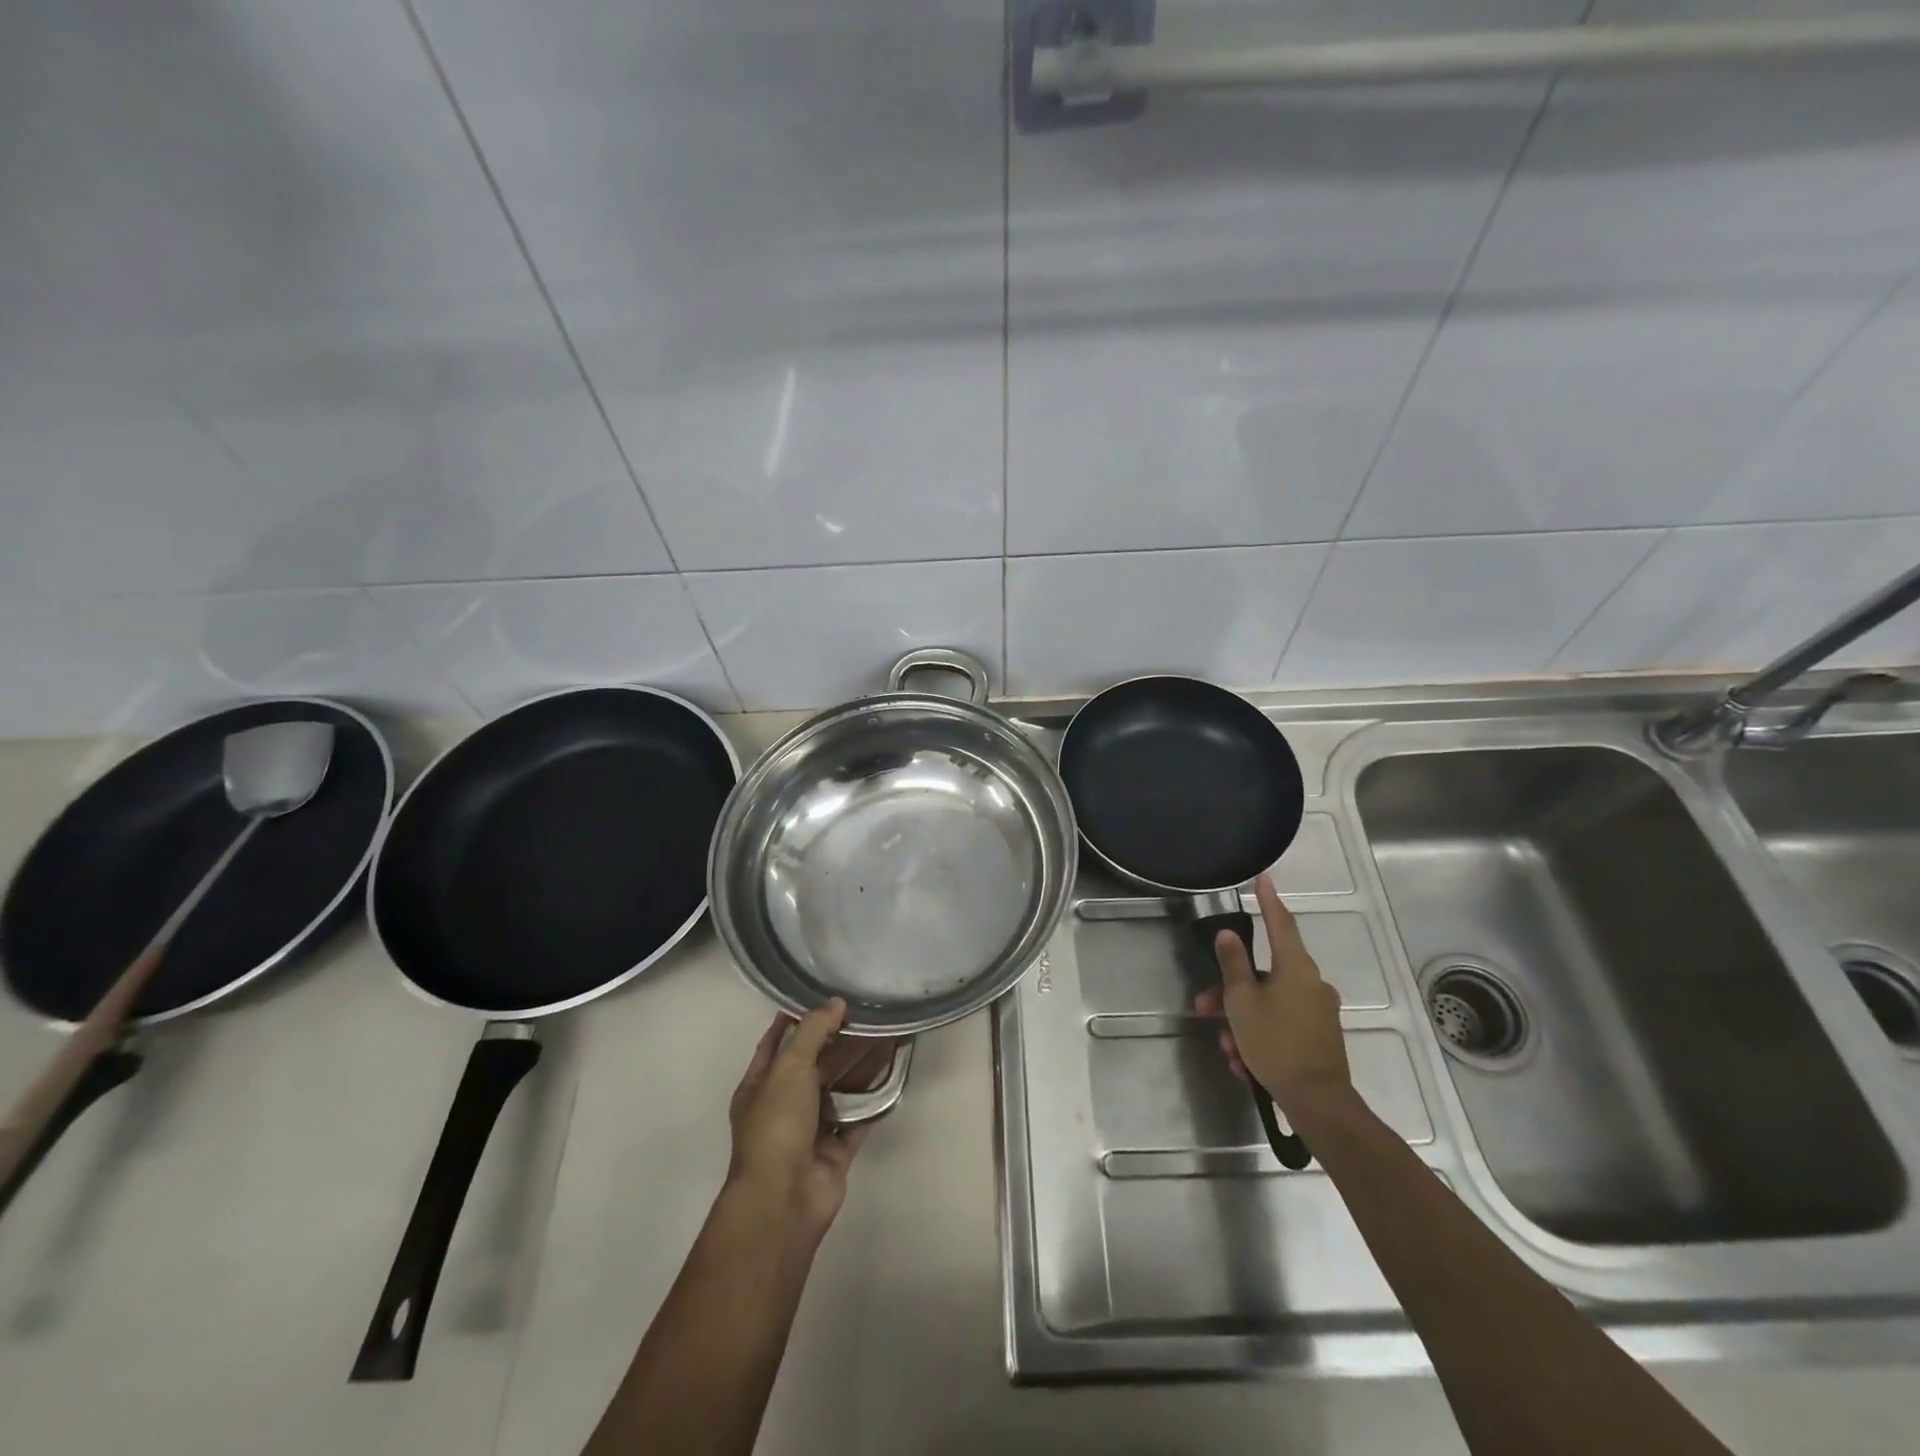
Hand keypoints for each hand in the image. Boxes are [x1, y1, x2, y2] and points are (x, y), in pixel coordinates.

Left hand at [726, 1000, 887, 1243]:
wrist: (785, 1199)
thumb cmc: (777, 1125)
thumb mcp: (789, 1067)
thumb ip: (813, 1031)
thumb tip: (836, 1002)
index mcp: (760, 1085)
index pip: (776, 1043)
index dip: (795, 1020)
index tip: (822, 997)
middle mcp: (784, 1105)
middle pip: (813, 1064)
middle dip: (837, 1041)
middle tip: (867, 1013)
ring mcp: (810, 1129)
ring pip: (839, 1089)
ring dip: (860, 1066)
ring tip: (887, 1036)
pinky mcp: (836, 1149)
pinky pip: (858, 1116)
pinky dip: (874, 1098)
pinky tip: (893, 1073)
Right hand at [1193, 874, 1352, 1125]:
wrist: (1319, 1103)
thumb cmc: (1276, 1044)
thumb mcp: (1243, 1002)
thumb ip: (1233, 965)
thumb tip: (1229, 934)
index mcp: (1296, 968)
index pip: (1281, 922)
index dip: (1268, 900)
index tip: (1263, 878)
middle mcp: (1312, 983)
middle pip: (1264, 973)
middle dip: (1231, 991)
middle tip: (1205, 1008)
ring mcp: (1318, 1011)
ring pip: (1269, 1002)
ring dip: (1242, 1020)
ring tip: (1227, 1049)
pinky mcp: (1319, 1036)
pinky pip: (1281, 1024)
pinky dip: (1259, 1035)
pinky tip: (1244, 1062)